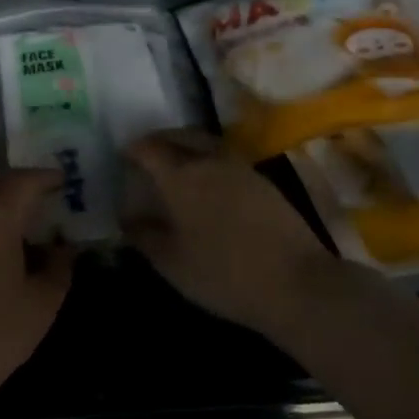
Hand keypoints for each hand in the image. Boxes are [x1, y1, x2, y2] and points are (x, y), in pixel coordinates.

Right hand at [123, 130, 338, 343]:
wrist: (297, 283)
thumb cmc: (224, 274)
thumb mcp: (172, 263)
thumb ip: (144, 236)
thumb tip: (127, 218)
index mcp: (181, 176)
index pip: (149, 148)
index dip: (133, 149)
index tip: (122, 156)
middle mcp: (210, 161)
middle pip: (180, 136)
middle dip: (159, 140)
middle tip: (147, 154)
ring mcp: (241, 168)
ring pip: (205, 143)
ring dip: (186, 146)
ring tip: (175, 165)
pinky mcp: (263, 182)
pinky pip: (225, 158)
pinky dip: (208, 160)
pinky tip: (208, 184)